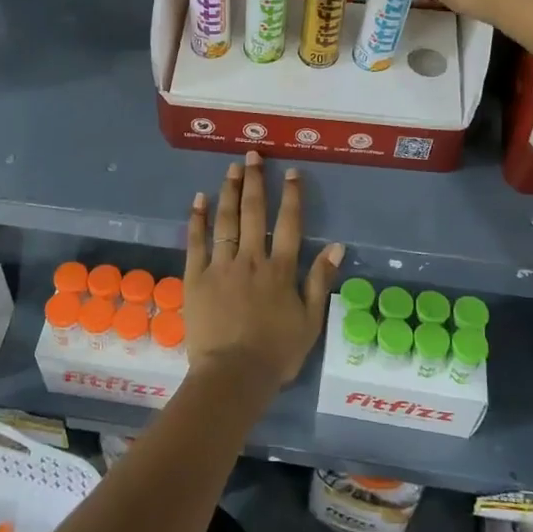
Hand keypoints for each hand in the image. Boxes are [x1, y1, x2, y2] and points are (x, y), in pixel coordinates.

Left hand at [182, 152, 342, 391]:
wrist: (233, 376)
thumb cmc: (276, 353)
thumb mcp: (310, 321)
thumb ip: (320, 280)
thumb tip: (336, 245)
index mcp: (280, 270)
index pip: (289, 224)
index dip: (292, 196)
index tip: (291, 172)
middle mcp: (251, 259)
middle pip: (254, 213)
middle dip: (255, 181)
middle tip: (252, 155)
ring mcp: (221, 266)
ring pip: (225, 220)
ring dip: (229, 192)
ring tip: (230, 168)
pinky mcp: (196, 277)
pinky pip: (196, 242)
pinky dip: (197, 219)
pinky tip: (199, 199)